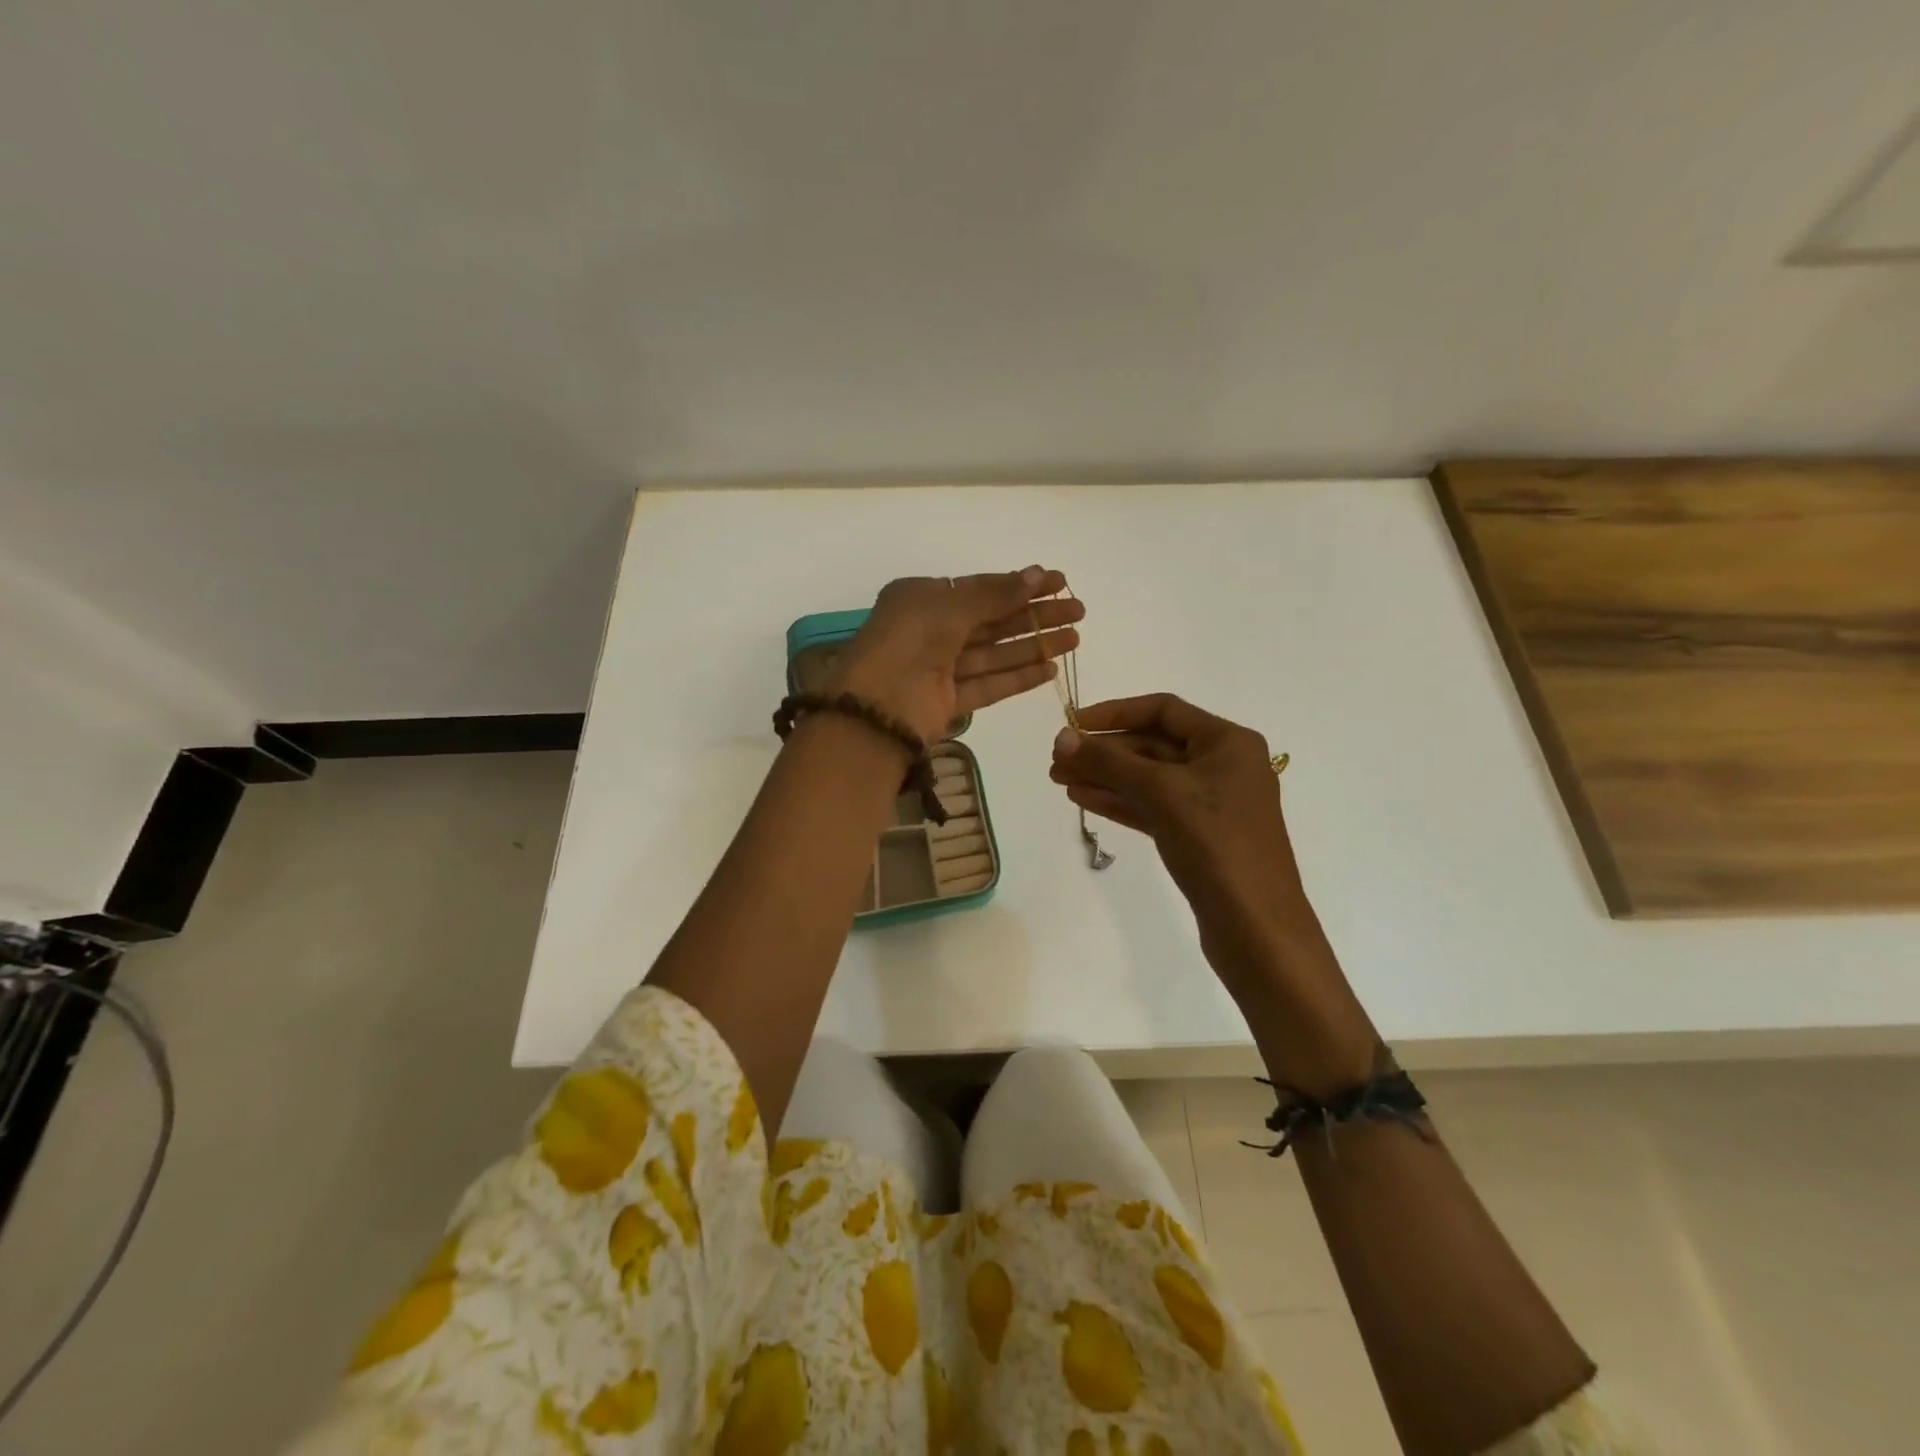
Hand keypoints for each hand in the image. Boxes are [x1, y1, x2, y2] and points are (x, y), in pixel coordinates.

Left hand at [827, 567, 1082, 744]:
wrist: (875, 709)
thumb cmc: (908, 642)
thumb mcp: (950, 607)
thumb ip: (996, 594)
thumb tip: (1038, 574)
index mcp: (921, 599)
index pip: (978, 588)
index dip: (1019, 585)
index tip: (1057, 582)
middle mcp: (930, 631)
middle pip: (991, 621)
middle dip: (1034, 615)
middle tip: (1077, 610)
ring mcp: (939, 669)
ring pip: (994, 653)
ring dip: (1034, 645)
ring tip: (1074, 638)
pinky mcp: (947, 702)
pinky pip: (988, 685)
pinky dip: (1018, 677)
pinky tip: (1050, 669)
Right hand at [1048, 693, 1325, 996]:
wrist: (1256, 928)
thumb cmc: (1216, 844)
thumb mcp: (1161, 792)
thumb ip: (1109, 762)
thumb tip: (1062, 738)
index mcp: (1228, 742)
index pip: (1163, 710)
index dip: (1114, 713)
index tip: (1073, 724)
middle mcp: (1222, 765)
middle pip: (1153, 745)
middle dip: (1104, 752)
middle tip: (1056, 761)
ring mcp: (1211, 804)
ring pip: (1149, 779)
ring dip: (1104, 777)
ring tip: (1059, 780)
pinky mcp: (1198, 836)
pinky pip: (1152, 807)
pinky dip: (1119, 802)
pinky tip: (1083, 799)